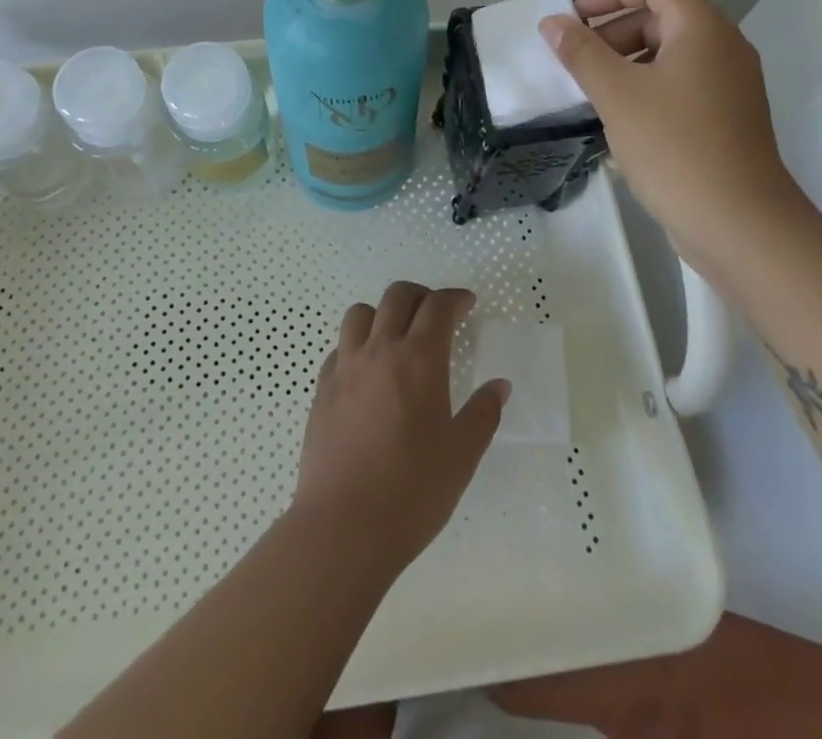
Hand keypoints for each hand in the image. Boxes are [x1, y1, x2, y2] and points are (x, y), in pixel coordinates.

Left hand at [295, 282, 508, 575]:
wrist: (343, 525)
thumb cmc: (413, 491)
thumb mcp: (462, 456)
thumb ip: (483, 414)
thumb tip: (499, 385)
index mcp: (419, 359)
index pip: (438, 306)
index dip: (455, 298)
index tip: (467, 304)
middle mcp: (380, 350)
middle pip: (397, 296)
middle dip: (421, 296)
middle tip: (436, 314)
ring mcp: (346, 366)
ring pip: (360, 313)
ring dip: (382, 313)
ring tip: (396, 336)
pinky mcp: (322, 388)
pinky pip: (339, 347)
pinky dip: (356, 345)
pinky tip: (366, 371)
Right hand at [539, 0, 803, 262]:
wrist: (740, 224)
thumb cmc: (674, 146)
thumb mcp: (616, 94)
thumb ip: (580, 52)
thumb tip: (553, 24)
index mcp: (702, 28)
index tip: (575, 22)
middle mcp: (723, 46)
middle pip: (661, 14)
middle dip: (612, 30)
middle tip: (577, 62)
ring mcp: (729, 83)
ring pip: (669, 51)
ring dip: (625, 60)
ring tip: (591, 91)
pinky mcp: (727, 116)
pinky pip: (680, 82)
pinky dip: (646, 85)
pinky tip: (620, 118)